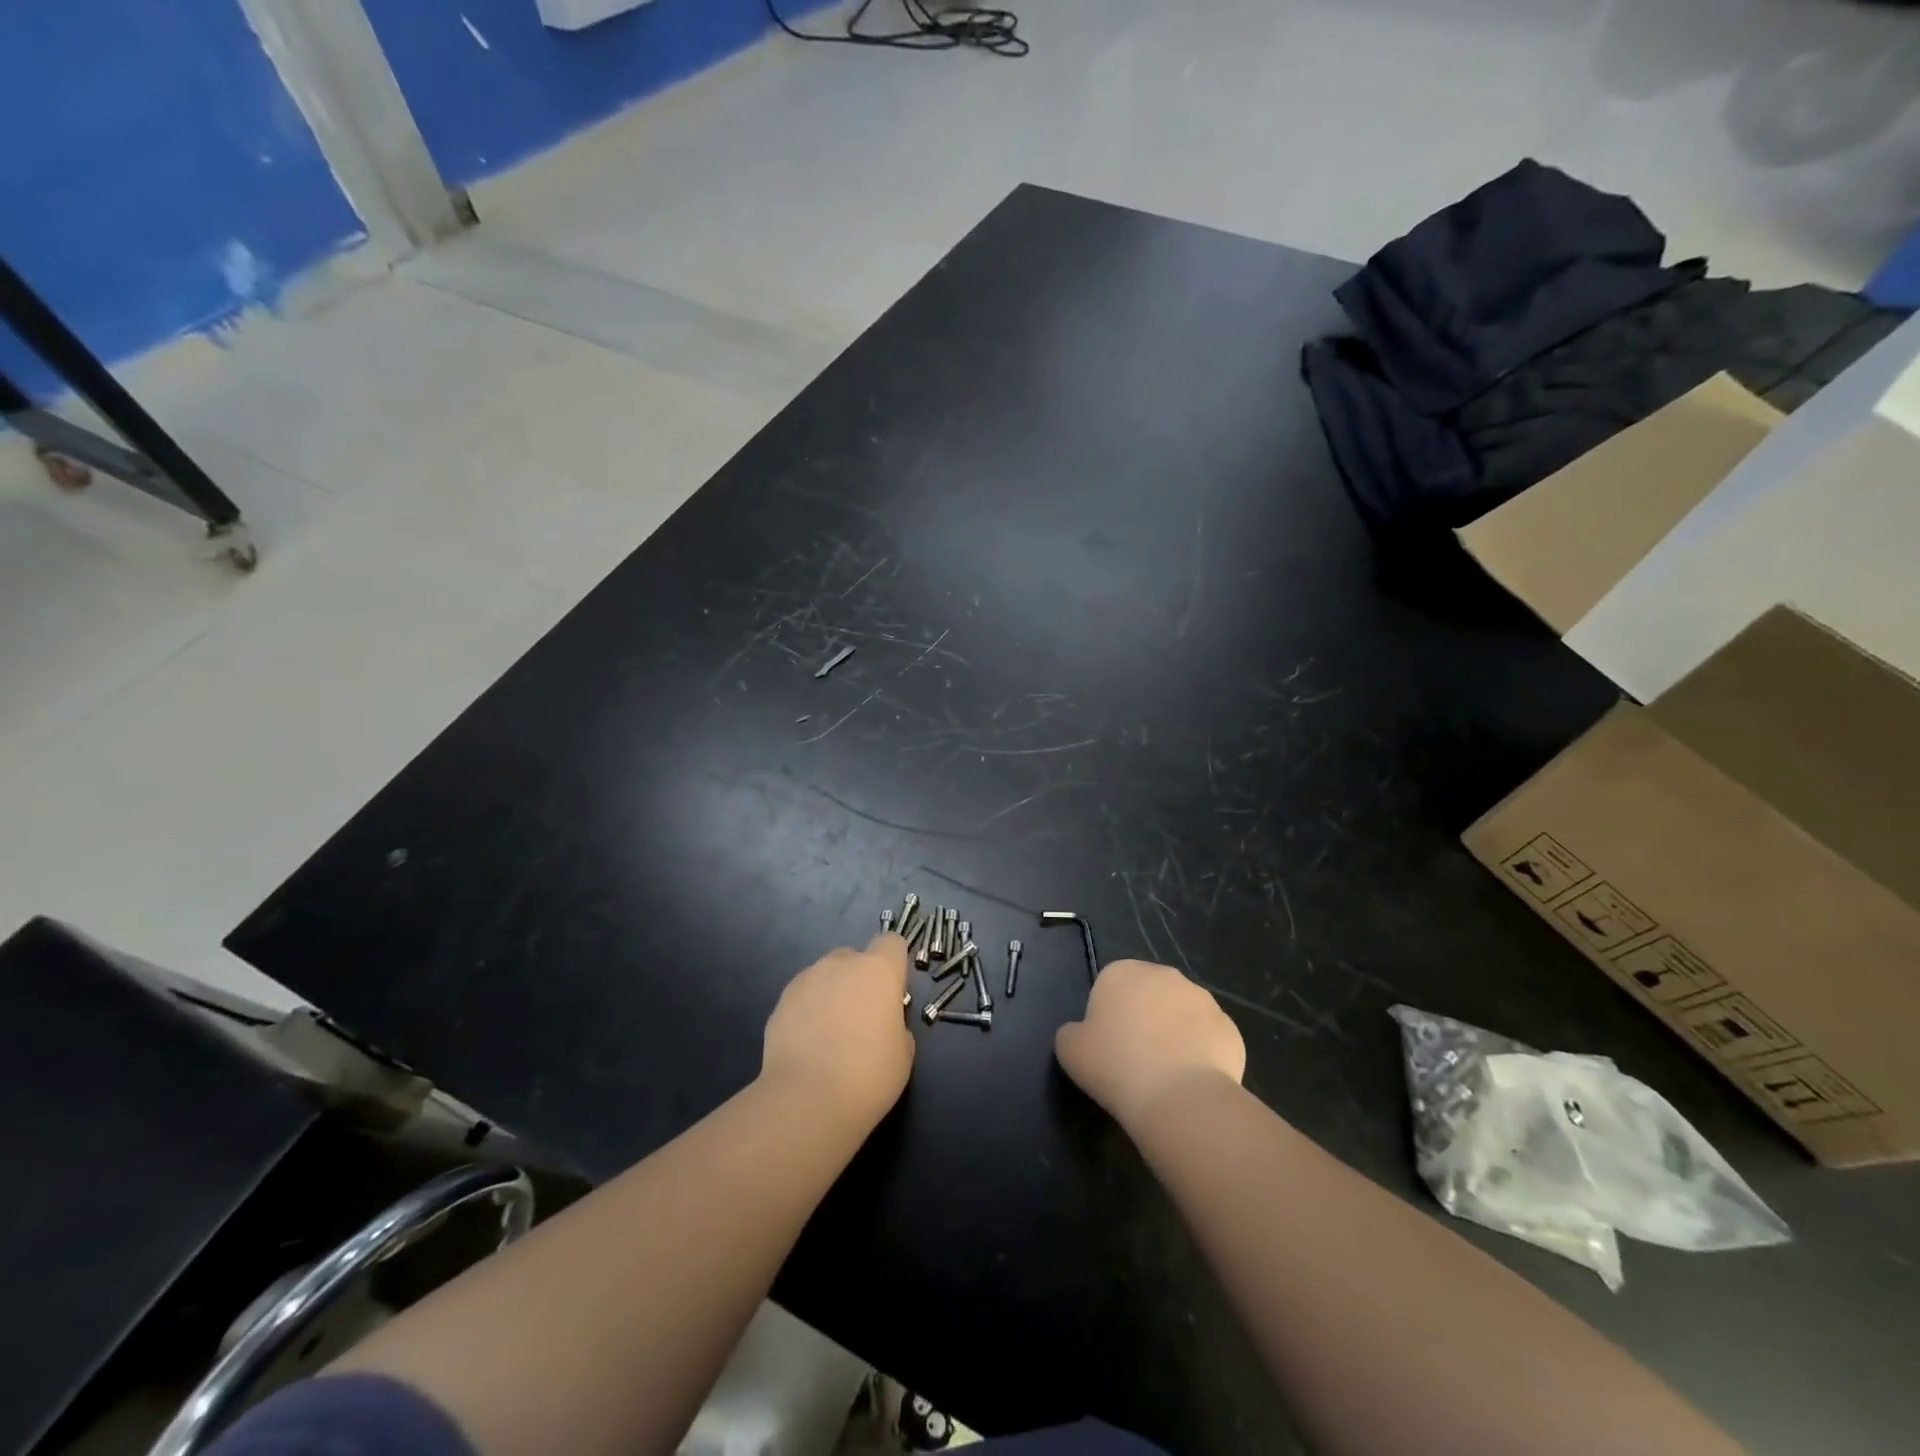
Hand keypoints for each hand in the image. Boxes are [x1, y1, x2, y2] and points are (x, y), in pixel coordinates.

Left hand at [761, 933, 914, 1129]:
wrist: (807, 1100)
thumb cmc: (868, 1075)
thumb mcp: (903, 1053)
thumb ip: (897, 1025)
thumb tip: (884, 1024)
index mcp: (878, 970)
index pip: (891, 942)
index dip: (894, 964)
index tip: (894, 992)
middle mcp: (841, 964)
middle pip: (855, 957)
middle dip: (859, 979)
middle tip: (862, 1018)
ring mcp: (807, 979)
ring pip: (826, 975)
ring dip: (832, 993)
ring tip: (830, 1035)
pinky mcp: (780, 1001)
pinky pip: (803, 996)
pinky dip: (808, 1011)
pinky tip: (809, 1044)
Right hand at [1054, 959, 1245, 1130]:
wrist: (1178, 1098)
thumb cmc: (1115, 1066)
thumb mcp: (1069, 1050)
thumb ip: (1071, 1032)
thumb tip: (1082, 1033)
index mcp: (1123, 972)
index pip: (1110, 986)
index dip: (1106, 1016)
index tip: (1106, 1047)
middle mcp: (1165, 975)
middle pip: (1148, 995)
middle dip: (1143, 1019)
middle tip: (1134, 1059)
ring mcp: (1203, 1000)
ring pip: (1181, 1015)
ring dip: (1174, 1034)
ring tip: (1164, 1075)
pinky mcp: (1230, 1028)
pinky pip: (1208, 1039)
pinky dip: (1200, 1055)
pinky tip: (1189, 1082)